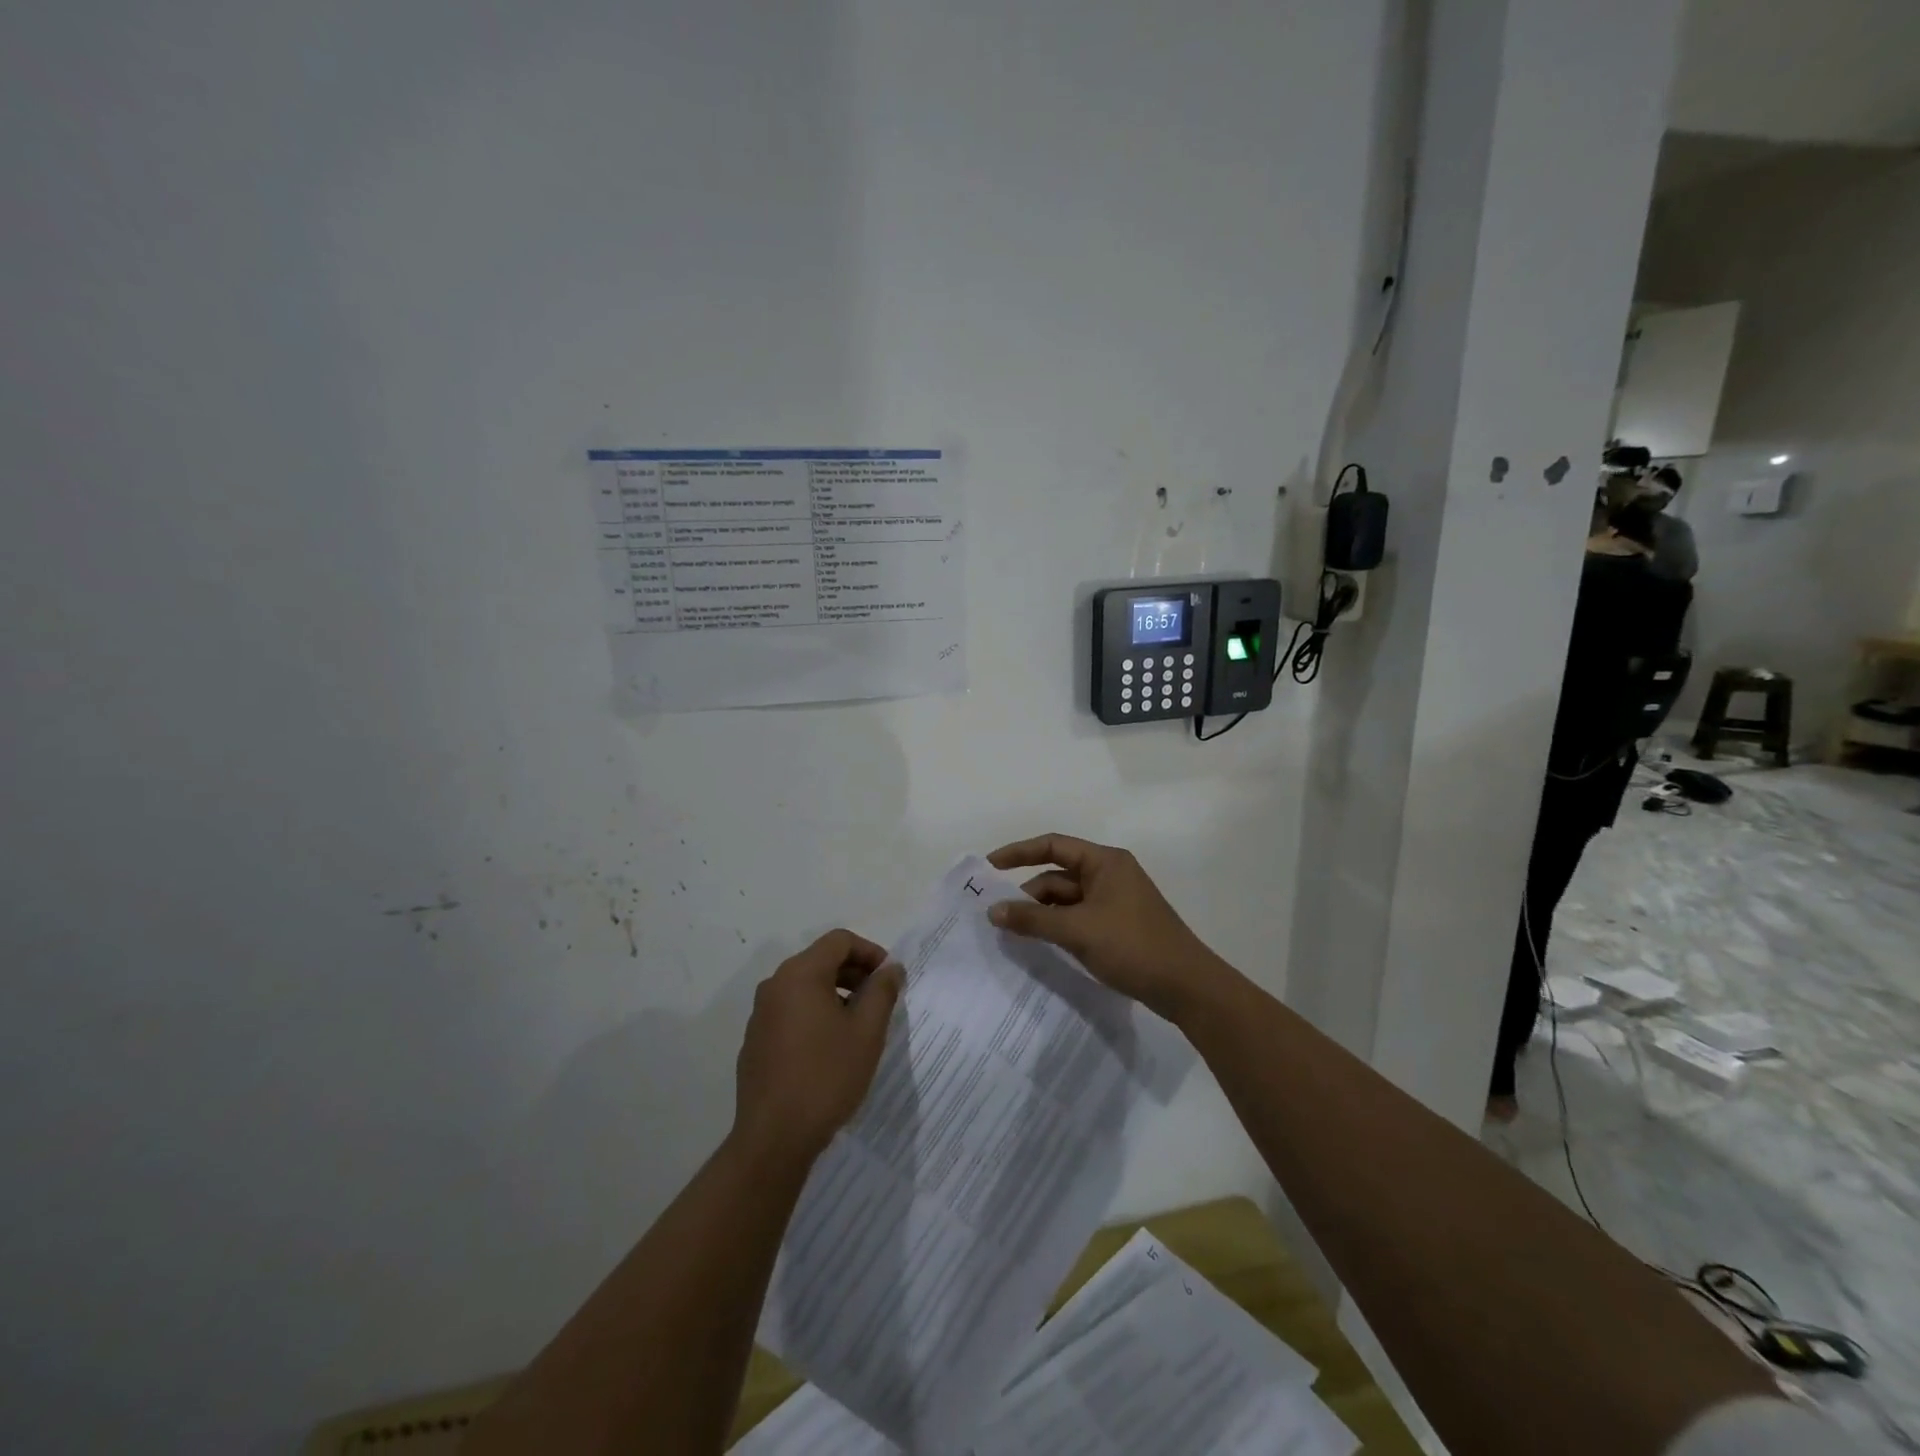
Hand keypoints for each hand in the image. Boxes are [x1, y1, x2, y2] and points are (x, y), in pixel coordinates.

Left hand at [732, 929, 903, 1161]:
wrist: (774, 1137)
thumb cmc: (826, 1076)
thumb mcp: (867, 1031)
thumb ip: (882, 991)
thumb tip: (891, 968)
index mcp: (800, 974)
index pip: (840, 941)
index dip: (870, 952)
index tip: (890, 978)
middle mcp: (775, 985)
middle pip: (821, 960)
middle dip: (855, 973)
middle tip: (880, 1001)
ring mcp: (761, 1014)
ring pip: (806, 986)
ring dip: (836, 994)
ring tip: (859, 1025)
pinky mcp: (756, 1040)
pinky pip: (791, 1010)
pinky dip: (815, 1014)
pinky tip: (831, 1047)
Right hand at [986, 833, 1235, 1024]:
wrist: (1186, 987)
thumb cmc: (1132, 946)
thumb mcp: (1077, 930)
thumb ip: (1033, 919)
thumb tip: (993, 911)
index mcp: (1105, 862)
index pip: (1052, 845)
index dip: (1018, 853)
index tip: (989, 867)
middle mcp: (1109, 875)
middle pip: (1057, 875)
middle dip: (1028, 894)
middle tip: (997, 916)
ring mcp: (1114, 902)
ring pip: (1066, 900)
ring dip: (1041, 913)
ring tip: (1013, 934)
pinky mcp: (1116, 926)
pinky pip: (1077, 918)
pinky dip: (1057, 927)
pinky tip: (1039, 944)